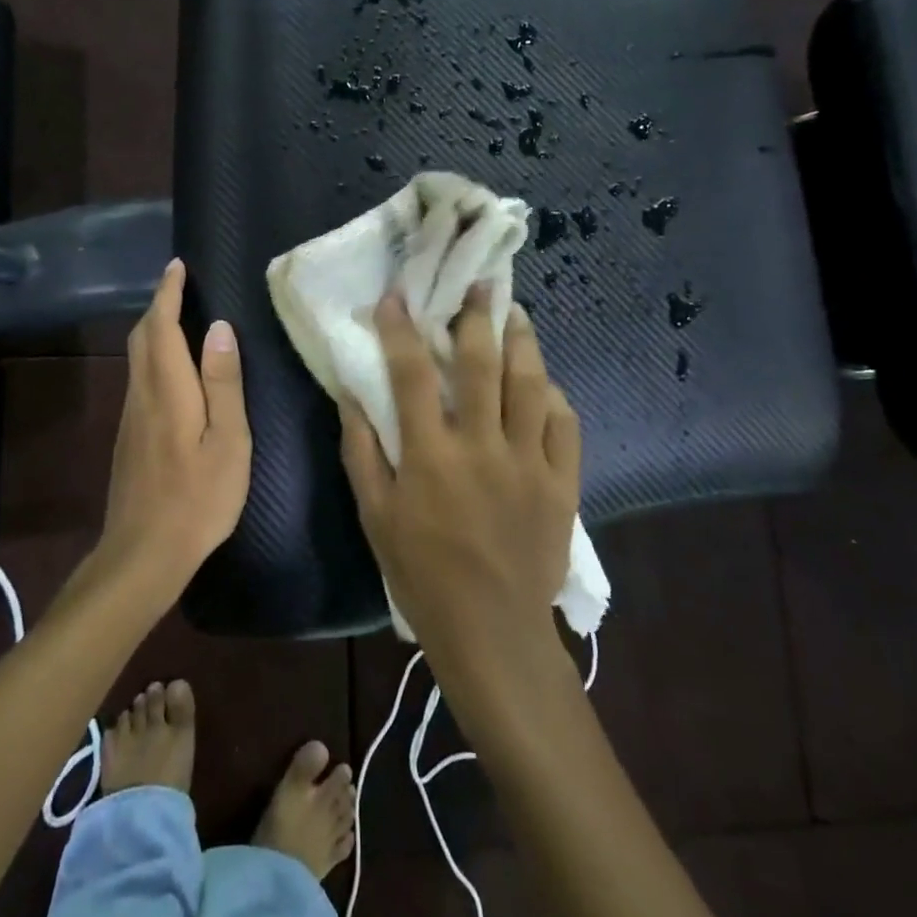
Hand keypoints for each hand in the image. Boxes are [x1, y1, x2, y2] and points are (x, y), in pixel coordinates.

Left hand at [98, 259, 251, 592]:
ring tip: (182, 317)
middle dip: (158, 305)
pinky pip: (139, 378)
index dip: (168, 292)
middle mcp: (141, 394)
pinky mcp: (128, 436)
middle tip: (181, 286)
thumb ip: (224, 384)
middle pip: (142, 336)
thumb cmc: (198, 499)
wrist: (142, 554)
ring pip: (137, 357)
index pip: (161, 326)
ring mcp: (130, 417)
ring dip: (155, 329)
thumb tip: (220, 328)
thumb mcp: (228, 442)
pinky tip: (174, 368)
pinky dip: (154, 355)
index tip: (178, 266)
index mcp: (168, 390)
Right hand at [339, 285, 579, 660]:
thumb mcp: (375, 516)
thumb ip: (361, 452)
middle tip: (479, 284)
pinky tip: (544, 381)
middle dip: (478, 316)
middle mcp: (482, 447)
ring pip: (530, 385)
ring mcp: (528, 463)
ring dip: (523, 342)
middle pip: (482, 365)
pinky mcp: (561, 483)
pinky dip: (554, 396)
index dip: (401, 329)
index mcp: (431, 456)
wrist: (492, 632)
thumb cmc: (422, 574)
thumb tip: (351, 396)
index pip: (410, 374)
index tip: (396, 296)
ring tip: (516, 313)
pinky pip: (564, 425)